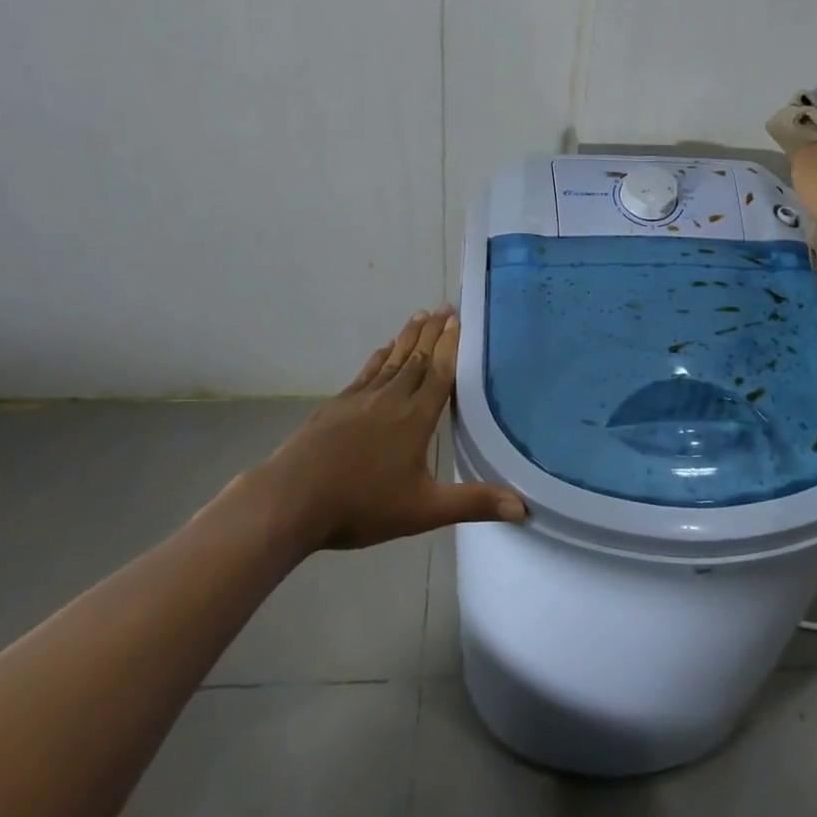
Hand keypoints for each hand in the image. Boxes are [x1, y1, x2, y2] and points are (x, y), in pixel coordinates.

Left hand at [253, 307, 527, 550]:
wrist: (293, 498)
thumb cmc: (363, 505)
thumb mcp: (424, 510)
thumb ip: (473, 503)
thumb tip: (523, 506)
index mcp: (416, 417)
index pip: (440, 373)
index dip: (451, 345)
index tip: (458, 319)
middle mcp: (392, 398)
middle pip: (417, 358)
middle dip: (433, 333)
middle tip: (444, 307)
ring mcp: (361, 398)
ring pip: (392, 359)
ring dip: (408, 337)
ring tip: (420, 316)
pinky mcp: (338, 404)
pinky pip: (367, 372)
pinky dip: (380, 357)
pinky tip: (383, 350)